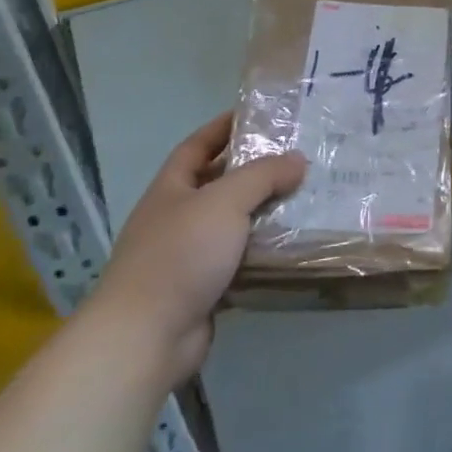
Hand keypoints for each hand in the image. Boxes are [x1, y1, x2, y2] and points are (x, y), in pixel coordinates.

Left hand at [92, 112, 305, 383]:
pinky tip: (293, 246)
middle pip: (218, 184)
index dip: (222, 128)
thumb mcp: (224, 202)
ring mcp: (188, 256)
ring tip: (305, 199)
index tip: (257, 115)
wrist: (146, 336)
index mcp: (171, 190)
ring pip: (232, 225)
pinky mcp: (204, 288)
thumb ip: (262, 176)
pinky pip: (240, 261)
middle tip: (297, 159)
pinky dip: (263, 252)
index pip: (196, 146)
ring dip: (264, 213)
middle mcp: (176, 218)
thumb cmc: (180, 255)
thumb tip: (298, 159)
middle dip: (253, 171)